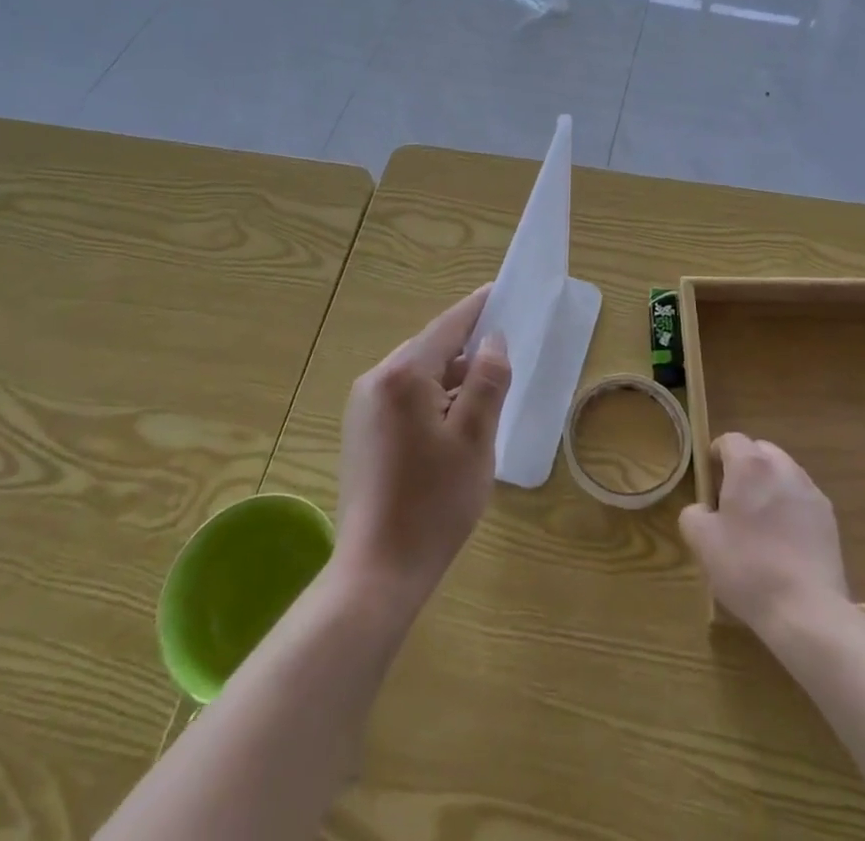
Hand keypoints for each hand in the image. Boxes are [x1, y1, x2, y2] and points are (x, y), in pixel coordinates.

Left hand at [334, 286, 510, 605]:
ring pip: (417, 376)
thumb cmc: (434, 503)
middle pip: (430, 350)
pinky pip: (404, 399)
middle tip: (503, 351)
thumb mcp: (475, 439)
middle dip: (466, 349)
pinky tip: (455, 423)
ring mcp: (363, 408)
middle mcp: (376, 381)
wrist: (377, 572)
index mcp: (402, 376)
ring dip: (450, 379)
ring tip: (486, 392)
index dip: (476, 309)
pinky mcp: (361, 433)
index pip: (447, 327)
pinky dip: (432, 400)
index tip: (500, 291)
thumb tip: (493, 342)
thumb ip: (487, 382)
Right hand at [680, 434, 847, 630]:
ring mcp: (811, 492)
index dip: (715, 455)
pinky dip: (790, 509)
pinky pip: (802, 500)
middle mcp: (783, 468)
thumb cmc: (747, 568)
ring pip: (784, 474)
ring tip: (760, 523)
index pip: (730, 440)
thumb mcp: (702, 541)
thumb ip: (693, 514)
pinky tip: (784, 542)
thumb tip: (703, 510)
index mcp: (750, 465)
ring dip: (769, 486)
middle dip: (744, 468)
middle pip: (760, 451)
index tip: (709, 482)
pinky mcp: (830, 519)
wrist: (807, 611)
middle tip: (732, 501)